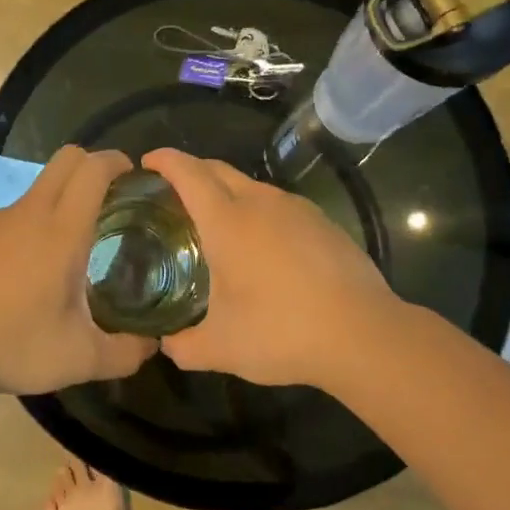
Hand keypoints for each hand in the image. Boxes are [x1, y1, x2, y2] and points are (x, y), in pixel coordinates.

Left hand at [0, 146, 156, 397]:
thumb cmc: (14, 346)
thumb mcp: (81, 359)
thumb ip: (126, 352)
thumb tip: (152, 344)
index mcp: (61, 231)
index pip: (92, 169)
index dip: (118, 162)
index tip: (136, 178)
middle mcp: (30, 213)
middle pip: (66, 159)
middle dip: (95, 165)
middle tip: (116, 199)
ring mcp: (0, 222)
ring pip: (42, 184)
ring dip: (67, 192)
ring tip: (84, 235)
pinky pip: (21, 210)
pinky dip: (41, 216)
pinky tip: (42, 260)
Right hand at [142, 148, 399, 389]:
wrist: (363, 334)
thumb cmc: (282, 332)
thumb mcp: (220, 348)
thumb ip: (183, 345)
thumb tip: (167, 343)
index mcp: (227, 221)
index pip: (188, 173)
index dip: (164, 161)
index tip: (146, 163)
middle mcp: (260, 203)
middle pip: (217, 169)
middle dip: (190, 171)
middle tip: (171, 195)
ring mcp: (296, 209)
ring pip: (251, 186)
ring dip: (226, 192)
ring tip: (215, 224)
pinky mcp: (323, 222)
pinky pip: (278, 204)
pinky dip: (258, 211)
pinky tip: (262, 246)